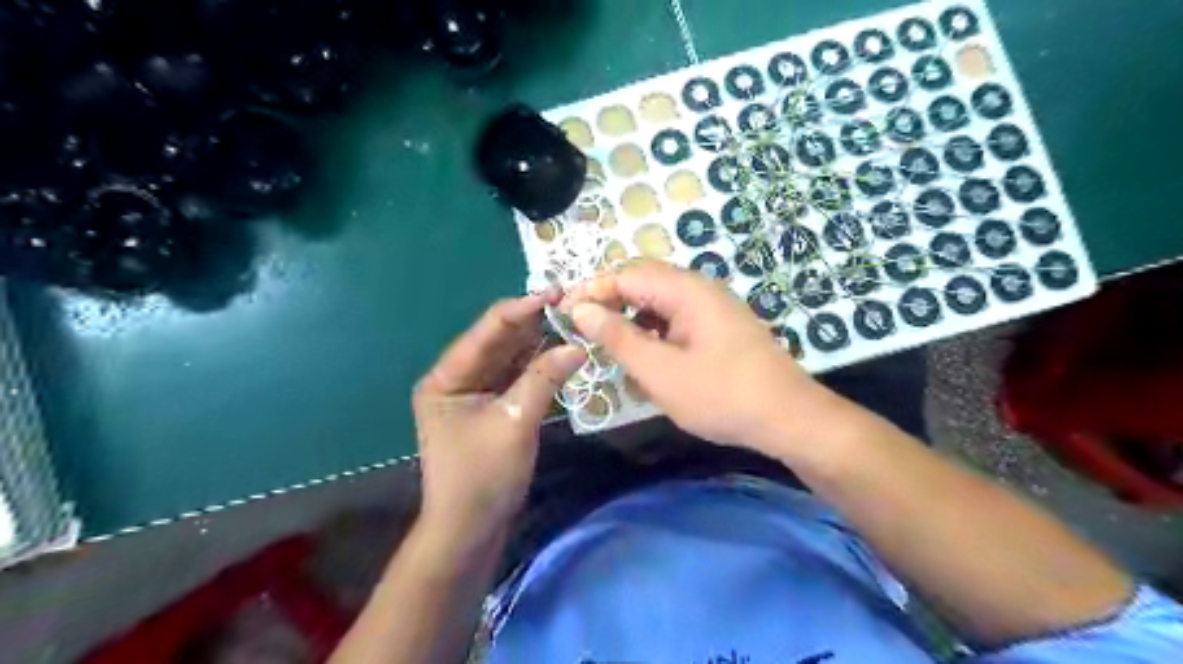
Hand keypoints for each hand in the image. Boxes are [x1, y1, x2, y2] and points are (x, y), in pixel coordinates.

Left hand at [413, 292, 585, 550]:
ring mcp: (473, 394)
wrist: (469, 532)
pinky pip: (515, 379)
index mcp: (446, 377)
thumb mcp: (515, 423)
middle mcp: (456, 379)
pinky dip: (537, 368)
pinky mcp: (490, 409)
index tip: (558, 293)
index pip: (488, 331)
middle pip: (499, 342)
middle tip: (572, 305)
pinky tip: (560, 354)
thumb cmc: (482, 477)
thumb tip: (578, 345)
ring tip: (572, 323)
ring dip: (538, 344)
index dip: (523, 309)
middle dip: (534, 324)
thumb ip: (544, 378)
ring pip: (510, 359)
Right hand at [568, 258, 835, 451]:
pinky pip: (677, 317)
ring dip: (632, 315)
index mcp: (686, 290)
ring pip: (660, 300)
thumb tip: (581, 309)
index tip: (564, 312)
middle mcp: (701, 289)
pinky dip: (654, 330)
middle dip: (610, 300)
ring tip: (610, 343)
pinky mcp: (720, 327)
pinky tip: (646, 355)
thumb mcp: (660, 371)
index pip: (626, 274)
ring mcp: (714, 307)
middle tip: (584, 328)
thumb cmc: (721, 396)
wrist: (788, 418)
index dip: (592, 290)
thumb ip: (618, 337)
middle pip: (644, 281)